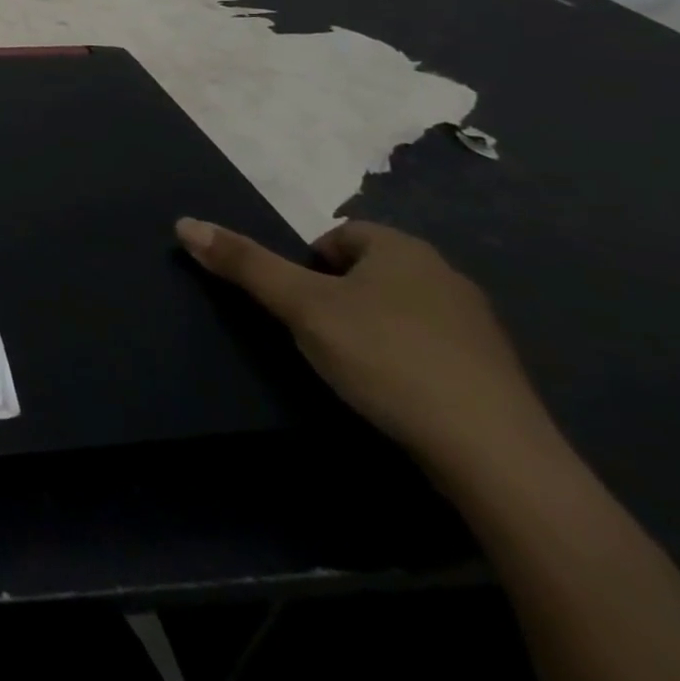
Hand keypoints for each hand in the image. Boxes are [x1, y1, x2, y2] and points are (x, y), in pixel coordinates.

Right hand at [175, 217, 552, 472]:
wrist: (496, 458)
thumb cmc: (387, 359)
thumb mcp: (301, 307)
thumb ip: (244, 264)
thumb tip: (184, 223)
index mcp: (403, 248)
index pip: (337, 236)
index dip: (307, 265)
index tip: (298, 305)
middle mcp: (445, 276)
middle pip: (367, 271)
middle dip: (336, 296)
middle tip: (316, 334)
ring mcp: (476, 328)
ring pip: (399, 310)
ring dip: (370, 328)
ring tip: (352, 367)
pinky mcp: (493, 376)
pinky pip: (430, 349)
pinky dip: (404, 361)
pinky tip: (395, 394)